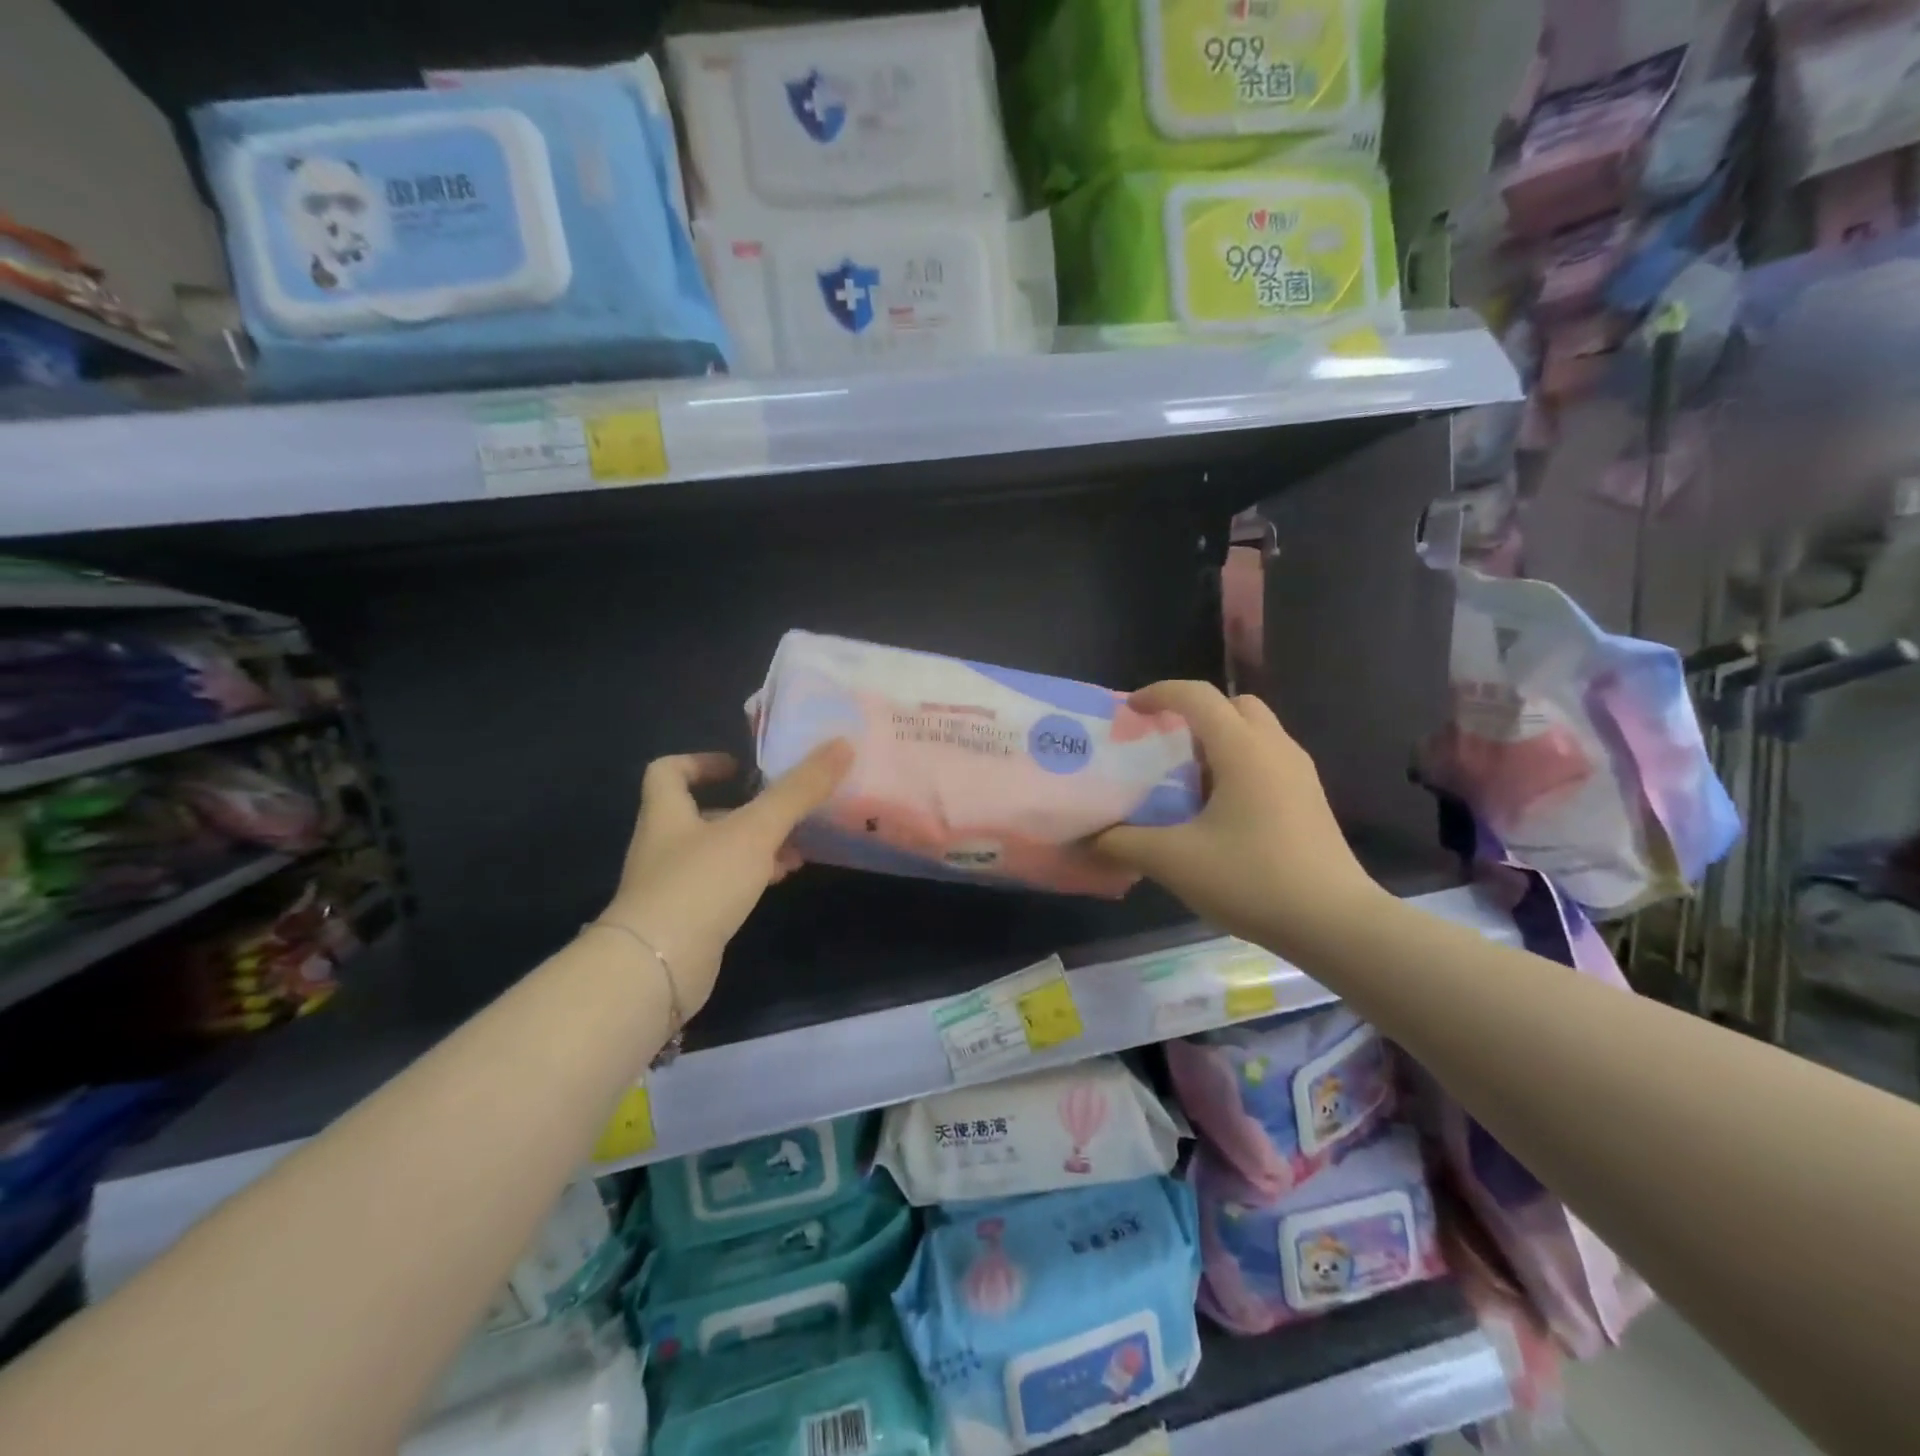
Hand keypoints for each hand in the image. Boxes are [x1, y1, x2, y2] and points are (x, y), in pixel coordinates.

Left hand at [599, 740, 852, 1014]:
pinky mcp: (686, 920)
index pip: (668, 771)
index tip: (741, 767)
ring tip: (799, 848)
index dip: (701, 762)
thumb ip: (798, 790)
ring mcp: (672, 886)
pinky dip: (751, 878)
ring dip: (755, 846)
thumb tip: (841, 744)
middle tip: (787, 808)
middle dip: (745, 810)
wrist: (656, 969)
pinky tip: (780, 881)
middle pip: (700, 813)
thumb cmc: (701, 883)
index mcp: (666, 813)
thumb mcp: (756, 829)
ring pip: (718, 853)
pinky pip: (722, 887)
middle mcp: (663, 845)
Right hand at [1093, 682, 1382, 959]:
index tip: (1129, 711)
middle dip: (1195, 712)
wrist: (1335, 923)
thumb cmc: (1253, 880)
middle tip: (1164, 743)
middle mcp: (1275, 749)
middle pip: (1233, 704)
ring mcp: (1299, 773)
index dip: (1158, 694)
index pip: (1197, 696)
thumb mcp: (1174, 861)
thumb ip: (1124, 843)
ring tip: (1185, 778)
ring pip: (1254, 732)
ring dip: (1218, 740)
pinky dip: (1237, 764)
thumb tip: (1089, 838)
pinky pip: (1267, 759)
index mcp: (1243, 749)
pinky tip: (1218, 809)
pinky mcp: (1309, 799)